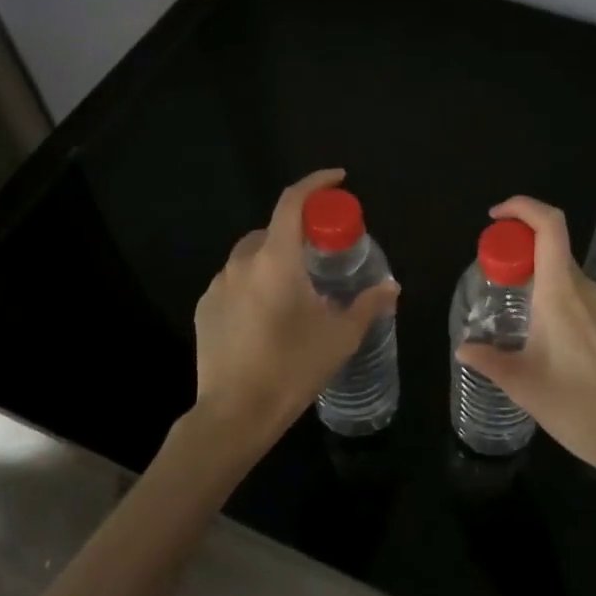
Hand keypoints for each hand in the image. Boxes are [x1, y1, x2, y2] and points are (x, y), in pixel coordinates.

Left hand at [190, 169, 399, 454]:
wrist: (234, 415)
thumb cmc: (292, 369)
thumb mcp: (340, 337)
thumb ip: (367, 305)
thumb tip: (391, 287)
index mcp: (275, 260)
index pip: (292, 201)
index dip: (316, 183)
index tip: (338, 179)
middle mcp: (242, 263)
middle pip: (272, 229)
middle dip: (298, 230)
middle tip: (323, 252)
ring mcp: (218, 285)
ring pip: (252, 255)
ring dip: (275, 258)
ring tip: (297, 288)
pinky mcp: (205, 308)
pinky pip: (235, 280)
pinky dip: (255, 282)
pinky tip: (269, 314)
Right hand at [454, 196, 595, 485]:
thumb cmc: (578, 406)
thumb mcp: (523, 385)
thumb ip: (489, 360)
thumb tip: (464, 348)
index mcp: (560, 292)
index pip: (549, 225)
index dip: (522, 207)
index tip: (496, 217)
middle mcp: (588, 290)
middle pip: (554, 251)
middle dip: (523, 255)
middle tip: (500, 280)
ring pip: (570, 280)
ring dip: (544, 286)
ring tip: (525, 325)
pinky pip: (587, 303)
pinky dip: (565, 307)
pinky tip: (558, 347)